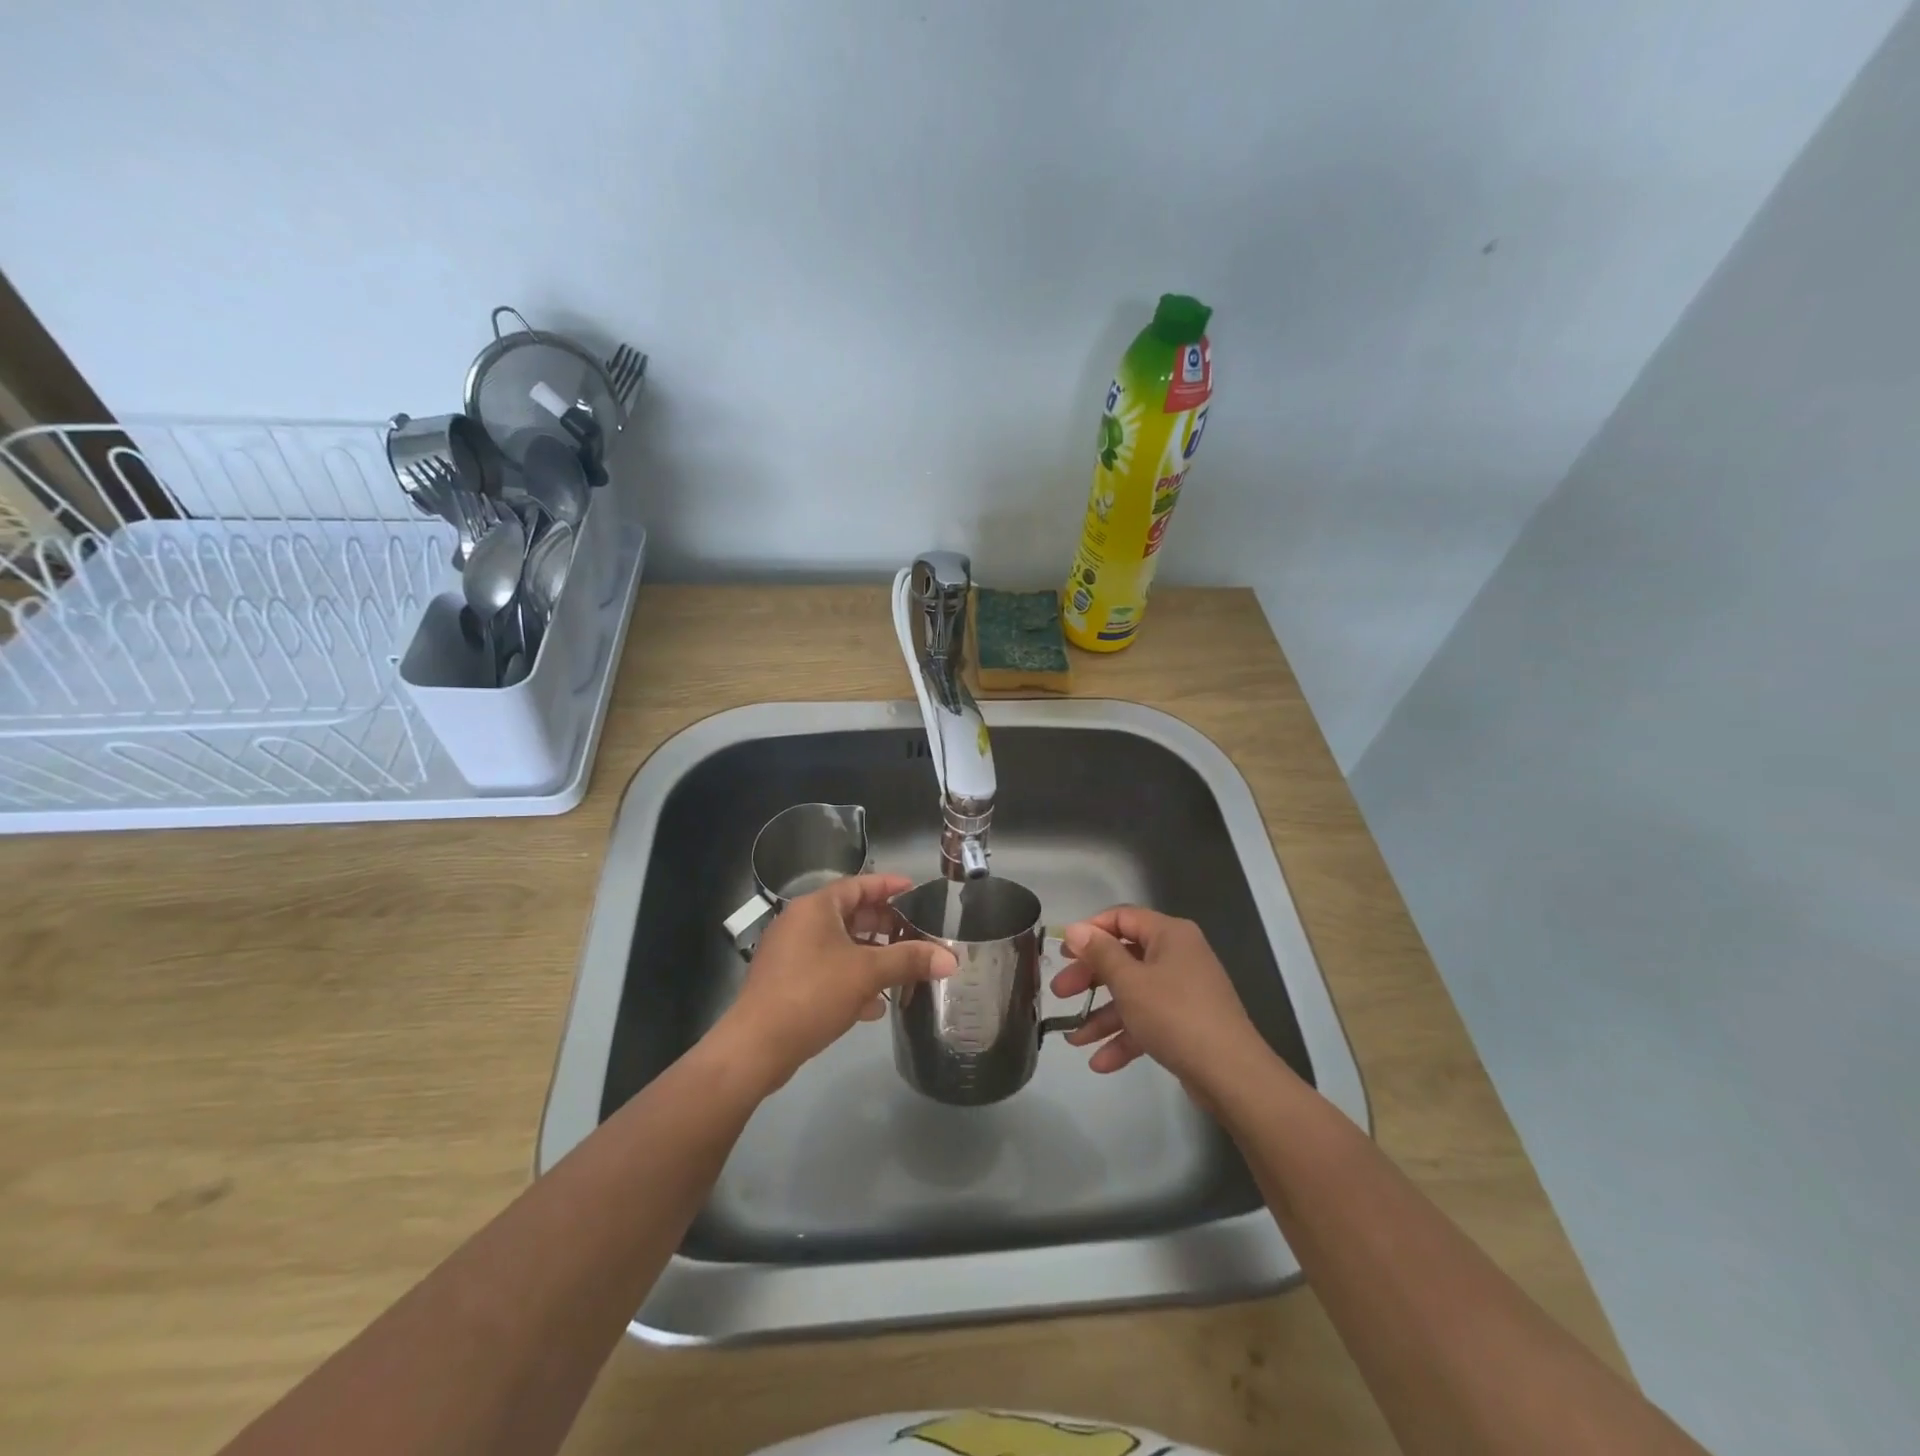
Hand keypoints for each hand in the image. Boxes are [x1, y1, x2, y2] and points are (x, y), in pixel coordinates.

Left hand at [714, 874, 955, 1094]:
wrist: (756, 1046)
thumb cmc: (813, 993)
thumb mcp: (867, 973)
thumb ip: (909, 961)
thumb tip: (951, 958)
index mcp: (816, 908)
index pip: (858, 885)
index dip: (889, 886)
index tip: (915, 889)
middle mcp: (800, 924)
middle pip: (850, 916)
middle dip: (884, 926)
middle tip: (915, 934)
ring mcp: (790, 955)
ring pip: (840, 947)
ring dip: (871, 958)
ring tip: (902, 970)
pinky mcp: (786, 983)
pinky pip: (827, 971)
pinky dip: (851, 980)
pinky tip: (874, 1005)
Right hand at [1051, 905, 1269, 1094]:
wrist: (1231, 1074)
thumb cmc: (1175, 1015)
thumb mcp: (1129, 982)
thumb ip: (1099, 953)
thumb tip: (1075, 929)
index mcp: (1169, 934)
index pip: (1122, 918)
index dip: (1090, 931)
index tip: (1064, 951)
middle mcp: (1178, 955)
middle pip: (1124, 957)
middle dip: (1090, 979)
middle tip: (1060, 993)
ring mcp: (1184, 990)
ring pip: (1133, 993)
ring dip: (1103, 1015)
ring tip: (1073, 1039)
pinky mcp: (1186, 1023)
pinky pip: (1148, 1020)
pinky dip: (1125, 1037)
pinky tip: (1100, 1062)